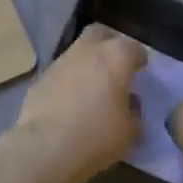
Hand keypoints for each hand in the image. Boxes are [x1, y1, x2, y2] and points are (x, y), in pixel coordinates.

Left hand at [0, 26, 143, 182]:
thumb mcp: (130, 131)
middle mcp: (88, 50)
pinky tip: (71, 100)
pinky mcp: (41, 77)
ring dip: (87, 62)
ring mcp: (61, 61)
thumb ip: (134, 111)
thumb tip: (128, 103)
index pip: (134, 48)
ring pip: (78, 51)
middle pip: (101, 34)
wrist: (45, 148)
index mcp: (116, 57)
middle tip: (116, 65)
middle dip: (110, 44)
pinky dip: (69, 79)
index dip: (139, 60)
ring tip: (93, 85)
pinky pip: (62, 71)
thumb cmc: (97, 136)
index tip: (141, 72)